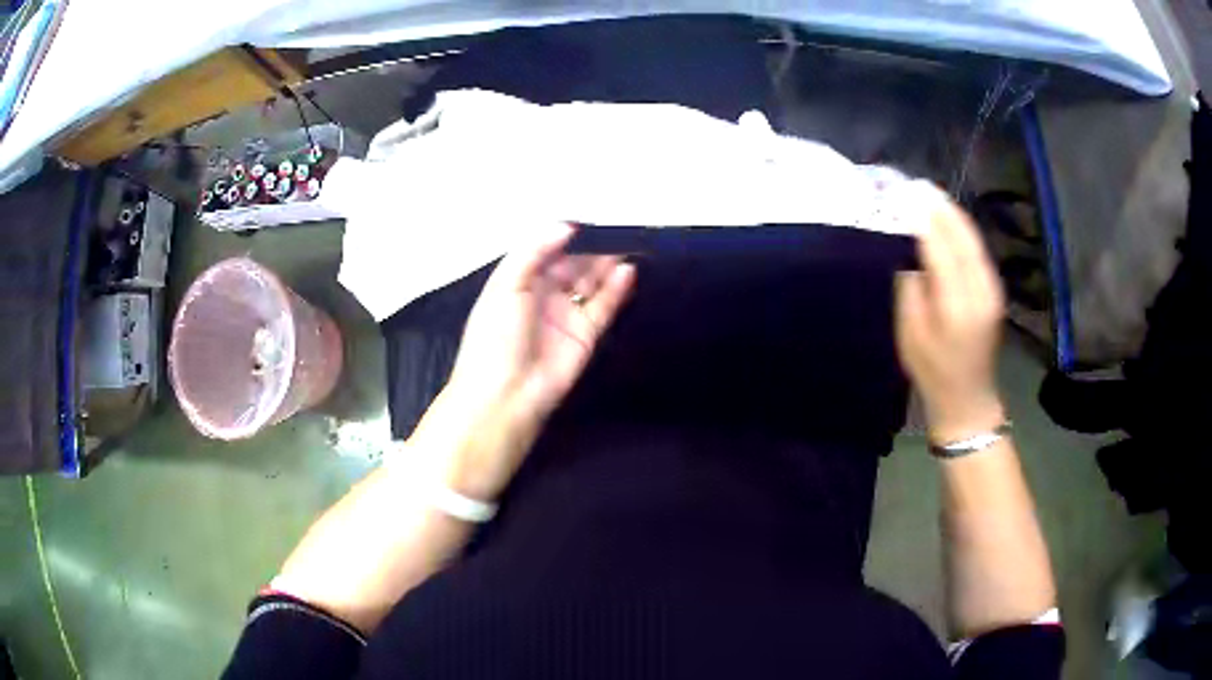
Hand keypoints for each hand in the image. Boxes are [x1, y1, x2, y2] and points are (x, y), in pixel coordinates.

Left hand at [425, 224, 635, 498]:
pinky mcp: (587, 335)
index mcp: (518, 282)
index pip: (546, 252)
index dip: (565, 237)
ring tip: (629, 246)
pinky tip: (628, 271)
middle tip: (617, 231)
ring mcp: (567, 315)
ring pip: (591, 284)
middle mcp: (543, 296)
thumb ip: (533, 251)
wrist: (506, 395)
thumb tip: (566, 227)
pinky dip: (617, 289)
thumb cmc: (496, 336)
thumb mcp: (505, 285)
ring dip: (608, 265)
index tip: (588, 222)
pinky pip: (604, 307)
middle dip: (592, 249)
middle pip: (572, 266)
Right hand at [895, 191, 1005, 443]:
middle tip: (916, 185)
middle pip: (962, 236)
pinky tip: (948, 219)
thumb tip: (912, 252)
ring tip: (930, 194)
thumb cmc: (932, 371)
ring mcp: (992, 288)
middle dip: (939, 208)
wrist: (968, 398)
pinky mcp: (995, 289)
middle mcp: (981, 290)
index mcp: (957, 305)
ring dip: (952, 214)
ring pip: (973, 239)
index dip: (923, 218)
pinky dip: (962, 230)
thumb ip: (911, 288)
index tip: (904, 193)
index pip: (940, 247)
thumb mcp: (911, 334)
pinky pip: (977, 250)